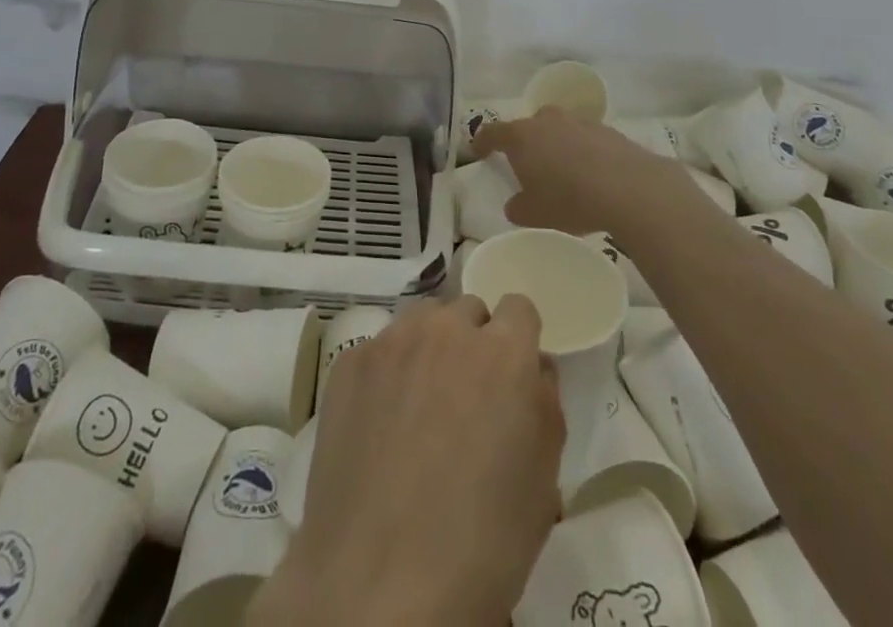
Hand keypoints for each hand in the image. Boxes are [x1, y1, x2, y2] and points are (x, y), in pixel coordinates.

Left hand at [247, 295, 562, 626]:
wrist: (379, 583)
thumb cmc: (482, 544)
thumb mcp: (542, 481)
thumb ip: (543, 404)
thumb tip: (531, 369)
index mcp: (503, 354)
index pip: (519, 308)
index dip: (518, 340)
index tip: (511, 376)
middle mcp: (447, 330)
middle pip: (467, 312)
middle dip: (472, 344)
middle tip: (465, 401)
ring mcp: (392, 341)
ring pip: (421, 322)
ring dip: (429, 349)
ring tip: (421, 409)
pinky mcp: (349, 361)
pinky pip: (380, 350)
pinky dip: (387, 375)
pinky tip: (381, 427)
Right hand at [474, 108, 673, 235]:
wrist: (629, 188)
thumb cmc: (569, 199)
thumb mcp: (533, 214)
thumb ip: (518, 207)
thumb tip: (516, 203)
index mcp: (521, 136)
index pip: (492, 132)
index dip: (483, 142)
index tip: (478, 151)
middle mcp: (547, 120)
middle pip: (529, 127)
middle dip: (526, 144)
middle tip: (528, 167)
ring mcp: (579, 122)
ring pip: (559, 131)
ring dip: (557, 147)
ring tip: (564, 175)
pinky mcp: (607, 130)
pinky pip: (585, 139)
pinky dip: (583, 153)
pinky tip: (592, 177)